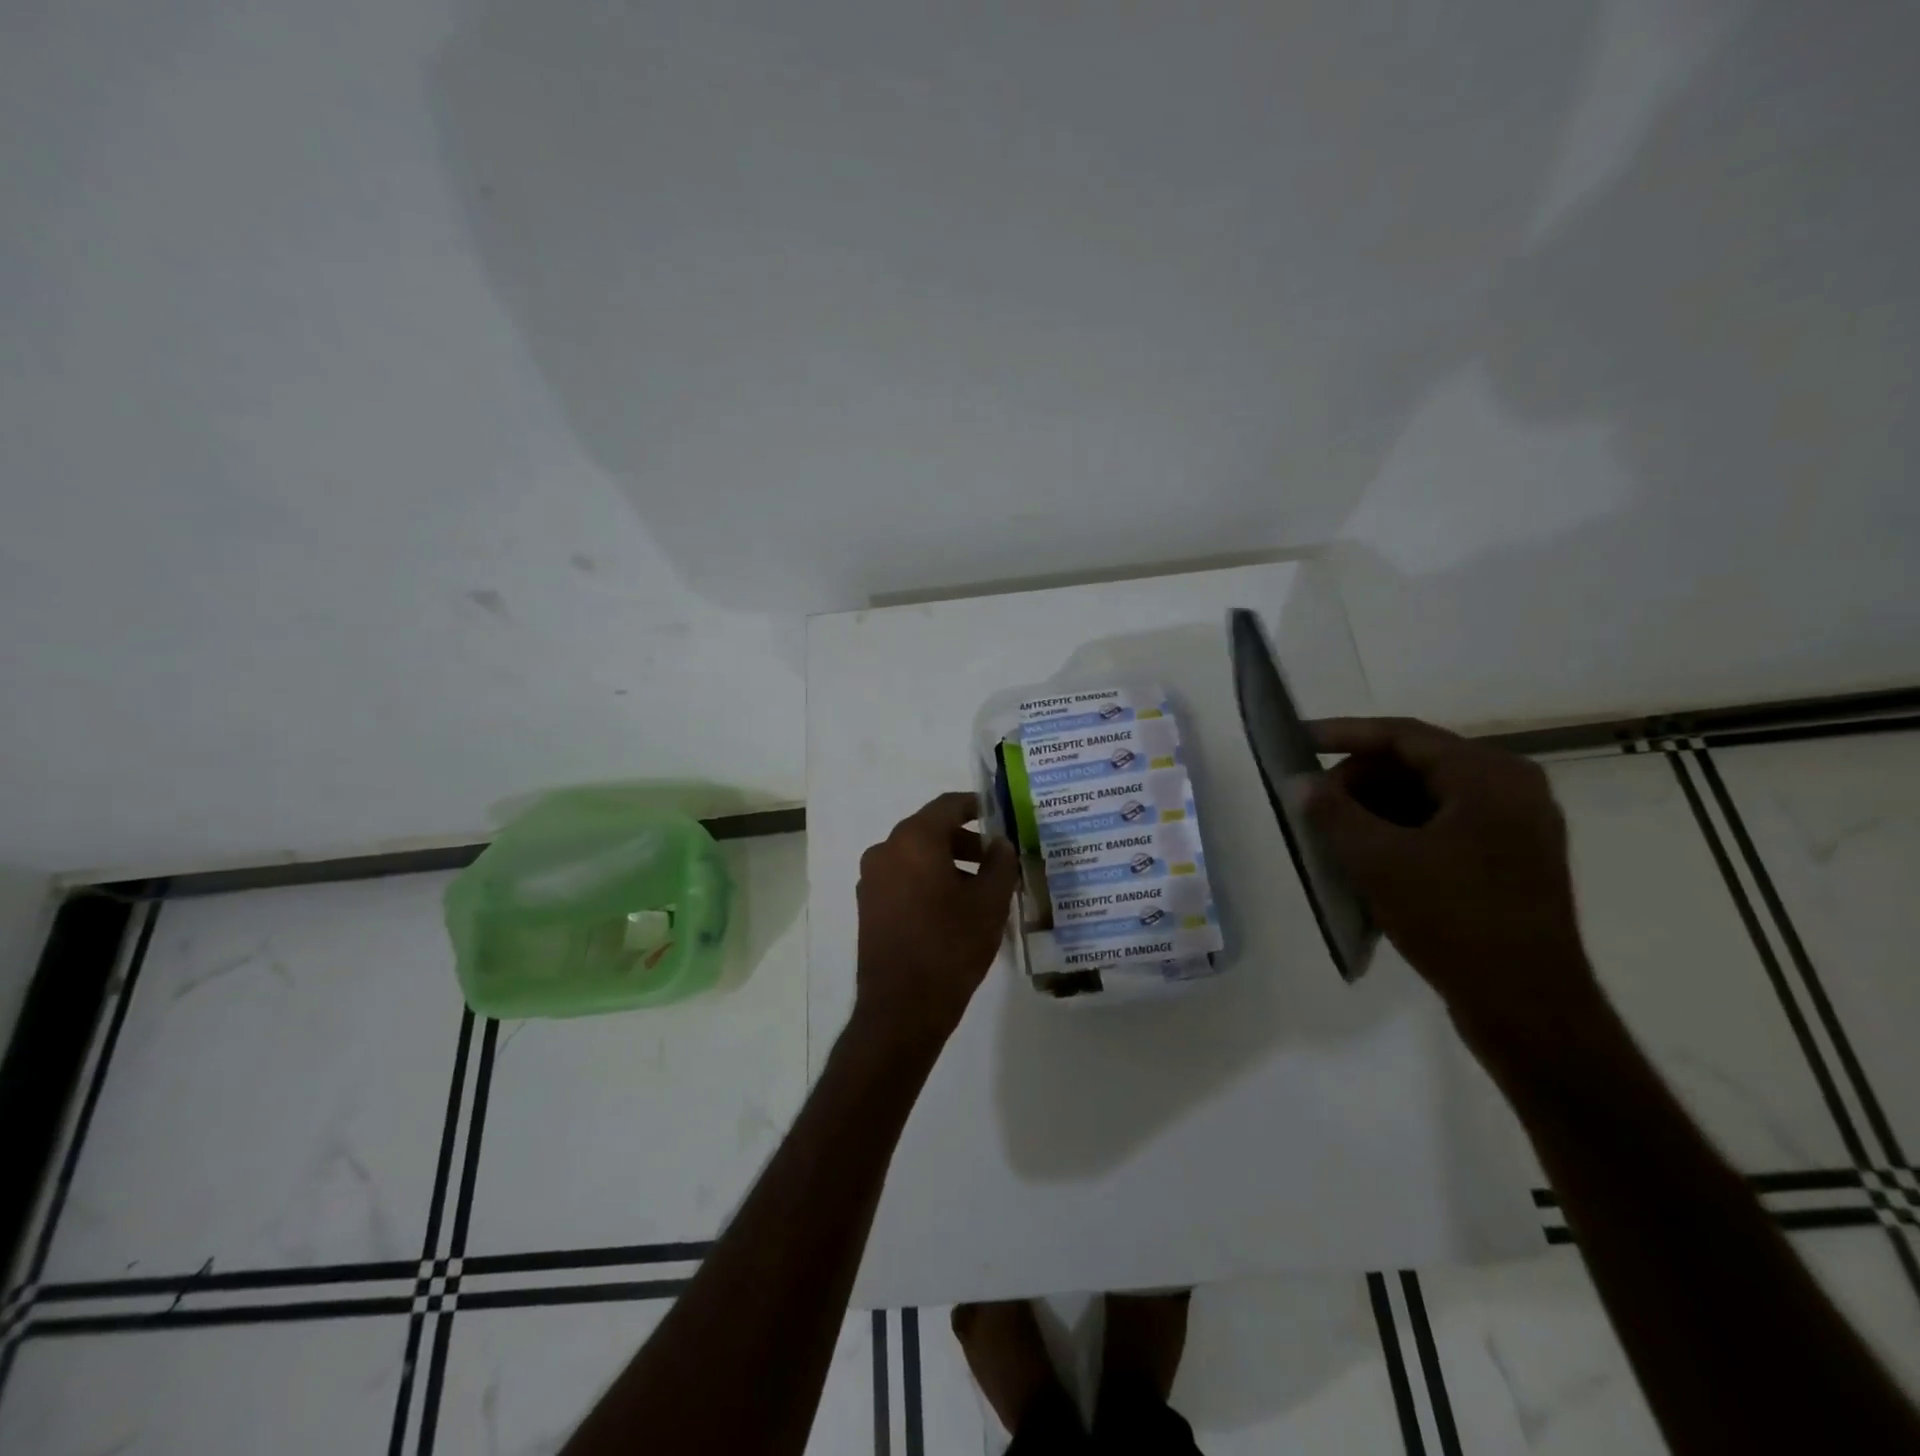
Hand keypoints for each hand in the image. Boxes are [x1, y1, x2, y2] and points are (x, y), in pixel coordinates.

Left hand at [854, 792, 1019, 1051]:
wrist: (901, 1008)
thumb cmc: (951, 946)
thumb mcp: (989, 903)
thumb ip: (1000, 864)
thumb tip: (1000, 844)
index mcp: (914, 839)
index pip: (948, 806)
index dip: (976, 806)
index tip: (998, 815)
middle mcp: (886, 850)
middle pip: (930, 830)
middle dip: (965, 841)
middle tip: (997, 859)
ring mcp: (871, 879)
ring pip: (915, 856)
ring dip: (947, 863)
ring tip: (980, 889)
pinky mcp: (868, 905)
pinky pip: (902, 878)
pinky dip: (927, 881)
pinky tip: (952, 908)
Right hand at [1305, 717, 1600, 1047]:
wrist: (1527, 1007)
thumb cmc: (1453, 919)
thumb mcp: (1378, 861)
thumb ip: (1332, 812)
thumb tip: (1299, 781)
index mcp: (1489, 775)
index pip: (1403, 735)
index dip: (1344, 734)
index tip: (1298, 740)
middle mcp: (1511, 788)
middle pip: (1416, 764)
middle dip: (1358, 780)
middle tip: (1314, 804)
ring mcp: (1516, 826)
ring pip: (1427, 797)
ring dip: (1375, 809)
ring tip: (1334, 835)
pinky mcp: (1510, 860)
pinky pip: (1443, 826)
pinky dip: (1401, 832)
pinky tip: (1368, 858)